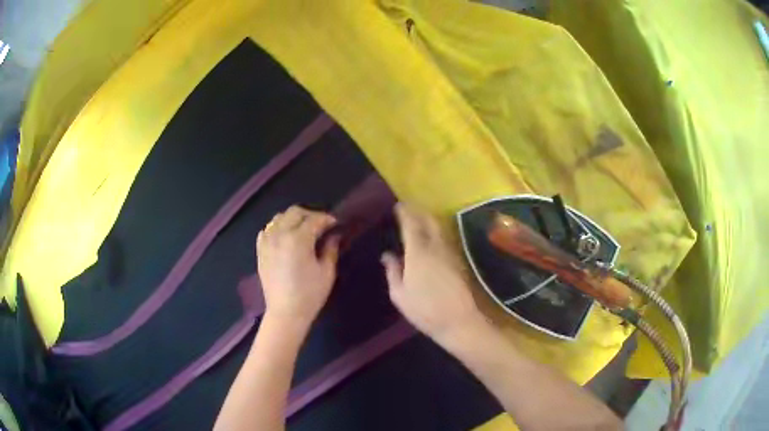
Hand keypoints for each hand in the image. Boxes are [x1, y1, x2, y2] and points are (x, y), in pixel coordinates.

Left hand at [257, 206, 339, 327]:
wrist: (285, 313)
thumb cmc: (310, 294)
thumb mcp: (327, 272)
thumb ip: (330, 249)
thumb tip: (334, 235)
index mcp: (299, 239)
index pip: (315, 220)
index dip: (327, 219)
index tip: (336, 224)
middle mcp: (280, 235)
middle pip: (295, 212)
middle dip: (310, 214)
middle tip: (321, 224)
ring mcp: (267, 241)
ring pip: (279, 218)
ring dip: (293, 219)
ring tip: (303, 229)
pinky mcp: (260, 250)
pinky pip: (267, 230)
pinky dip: (277, 228)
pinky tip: (285, 237)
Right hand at [381, 203, 485, 343]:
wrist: (459, 321)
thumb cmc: (425, 310)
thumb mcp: (400, 295)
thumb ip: (393, 272)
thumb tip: (387, 255)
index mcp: (418, 253)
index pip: (411, 225)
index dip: (405, 213)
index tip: (399, 205)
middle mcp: (436, 247)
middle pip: (429, 220)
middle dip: (419, 211)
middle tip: (409, 208)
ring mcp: (450, 253)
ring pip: (440, 228)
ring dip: (429, 219)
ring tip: (419, 218)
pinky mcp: (459, 260)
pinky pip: (446, 238)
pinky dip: (437, 231)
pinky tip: (432, 237)